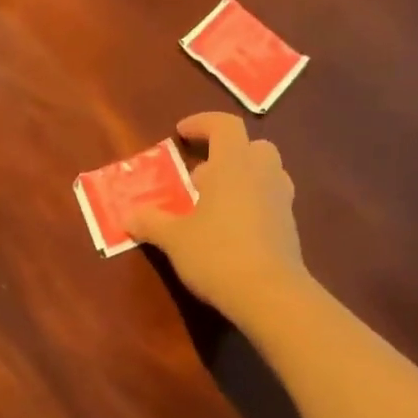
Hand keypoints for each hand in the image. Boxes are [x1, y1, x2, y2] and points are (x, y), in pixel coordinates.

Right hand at [126, 112, 307, 330]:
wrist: (269, 294)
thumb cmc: (216, 253)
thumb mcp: (174, 238)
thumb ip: (151, 222)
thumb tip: (128, 216)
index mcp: (233, 164)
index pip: (224, 125)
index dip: (202, 123)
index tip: (180, 132)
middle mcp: (262, 174)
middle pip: (252, 147)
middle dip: (227, 154)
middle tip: (199, 176)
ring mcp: (281, 200)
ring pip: (265, 173)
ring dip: (241, 178)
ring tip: (213, 203)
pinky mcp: (289, 227)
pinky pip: (269, 200)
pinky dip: (251, 204)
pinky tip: (229, 229)